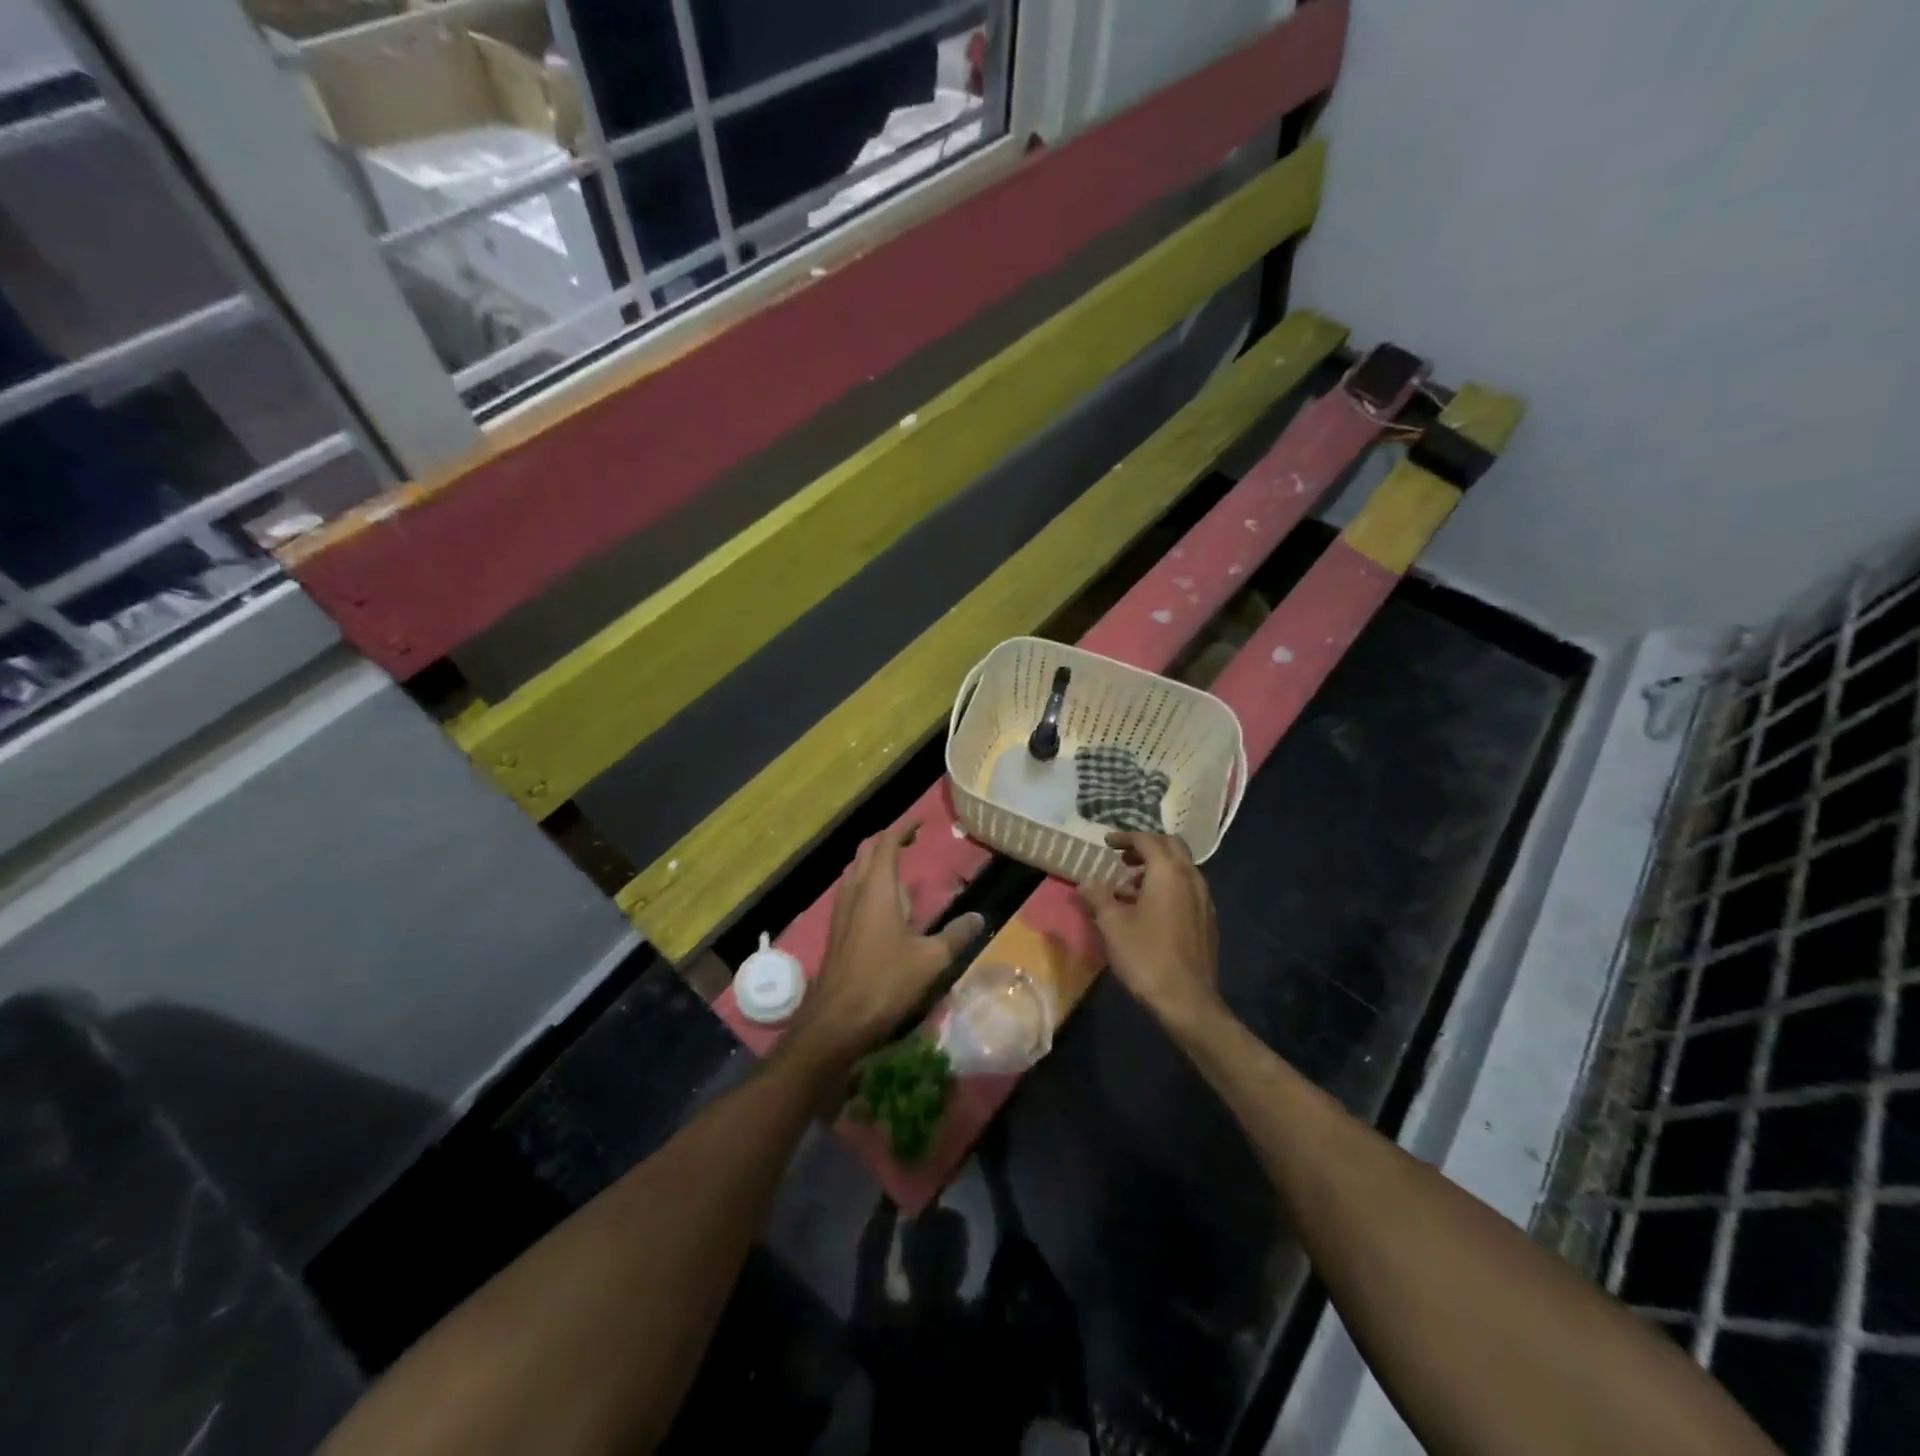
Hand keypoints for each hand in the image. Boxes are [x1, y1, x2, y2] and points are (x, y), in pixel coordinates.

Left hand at [790, 823, 984, 1069]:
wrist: (837, 1019)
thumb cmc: (885, 981)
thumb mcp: (931, 959)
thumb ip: (956, 935)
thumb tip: (978, 917)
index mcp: (877, 888)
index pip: (887, 843)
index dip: (903, 828)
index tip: (922, 821)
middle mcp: (855, 891)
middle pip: (867, 851)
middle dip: (888, 839)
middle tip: (911, 839)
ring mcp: (841, 910)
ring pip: (855, 870)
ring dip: (874, 860)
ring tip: (898, 864)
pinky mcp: (837, 930)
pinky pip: (851, 890)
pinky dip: (867, 881)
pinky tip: (882, 902)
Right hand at [1081, 831, 1224, 1031]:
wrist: (1186, 1000)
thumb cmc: (1145, 956)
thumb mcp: (1112, 924)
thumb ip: (1098, 896)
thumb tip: (1085, 881)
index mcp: (1168, 872)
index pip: (1148, 840)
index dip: (1125, 837)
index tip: (1107, 843)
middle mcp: (1191, 879)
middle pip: (1171, 847)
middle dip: (1146, 847)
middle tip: (1122, 858)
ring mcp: (1204, 900)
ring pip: (1181, 869)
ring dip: (1157, 869)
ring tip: (1129, 888)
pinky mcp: (1208, 921)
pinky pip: (1187, 889)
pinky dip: (1168, 887)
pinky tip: (1150, 910)